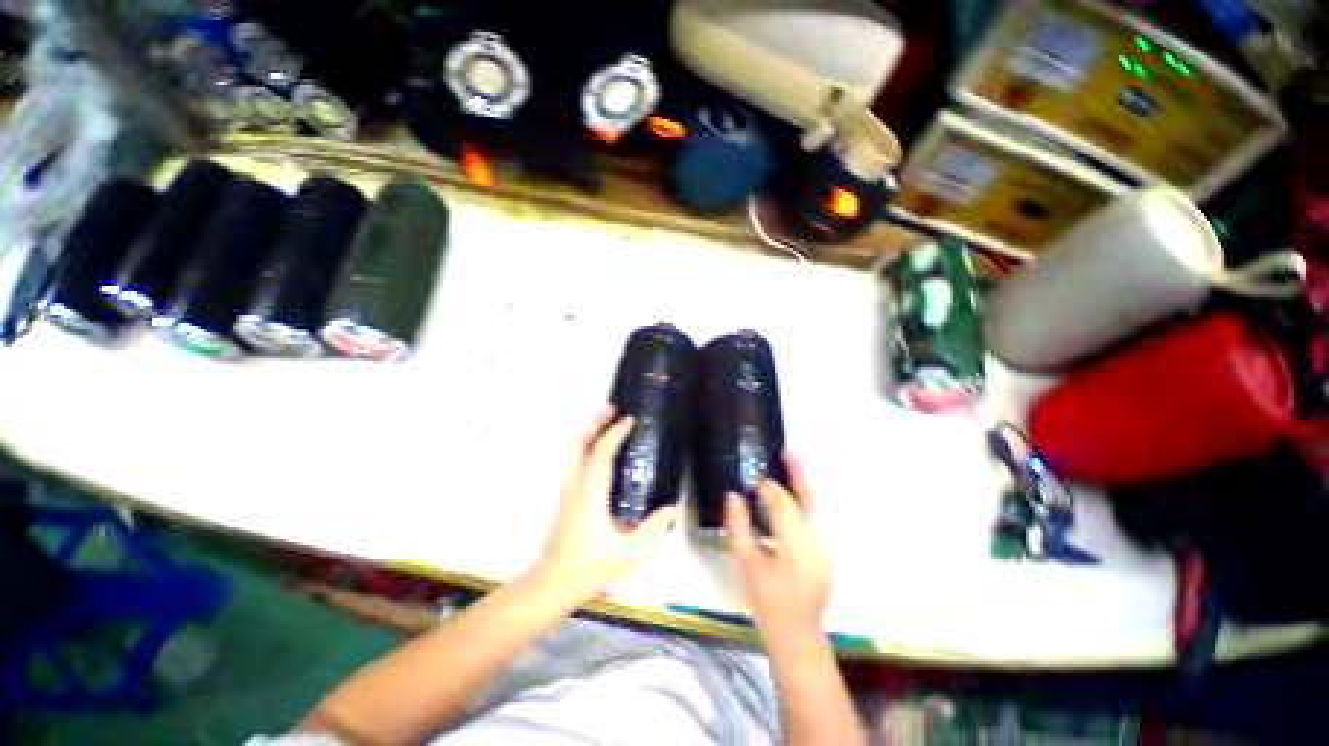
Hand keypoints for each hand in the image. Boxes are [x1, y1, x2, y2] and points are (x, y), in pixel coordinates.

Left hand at [534, 406, 677, 606]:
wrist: (552, 584)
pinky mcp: (566, 496)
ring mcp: (567, 490)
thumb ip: (653, 529)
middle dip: (593, 423)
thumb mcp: (628, 552)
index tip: (629, 420)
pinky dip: (585, 445)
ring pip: (572, 451)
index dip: (614, 434)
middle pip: (577, 444)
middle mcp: (575, 486)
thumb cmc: (588, 568)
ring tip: (605, 420)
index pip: (601, 454)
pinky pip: (574, 460)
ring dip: (587, 431)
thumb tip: (672, 508)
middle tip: (611, 408)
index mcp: (590, 495)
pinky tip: (599, 449)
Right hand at [725, 452, 831, 647]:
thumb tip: (733, 495)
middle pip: (808, 499)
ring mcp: (826, 547)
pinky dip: (803, 502)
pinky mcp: (826, 552)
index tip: (750, 484)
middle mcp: (817, 541)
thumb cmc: (768, 602)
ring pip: (814, 507)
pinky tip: (790, 498)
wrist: (797, 635)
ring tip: (788, 468)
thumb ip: (738, 527)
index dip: (766, 488)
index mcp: (796, 544)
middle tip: (785, 452)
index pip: (782, 503)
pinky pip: (814, 518)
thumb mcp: (746, 565)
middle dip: (797, 474)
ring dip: (801, 486)